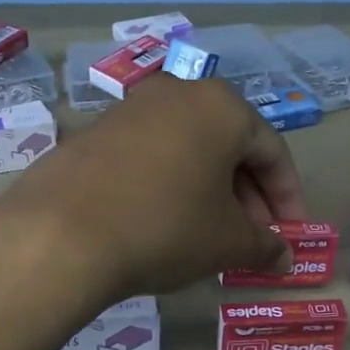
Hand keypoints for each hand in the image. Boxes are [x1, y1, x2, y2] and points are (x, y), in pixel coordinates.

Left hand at [0, 74, 306, 302]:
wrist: (60, 233)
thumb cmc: (165, 227)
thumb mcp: (228, 242)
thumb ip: (265, 245)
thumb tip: (284, 257)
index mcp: (221, 106)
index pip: (272, 151)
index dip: (288, 197)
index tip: (289, 235)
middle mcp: (177, 93)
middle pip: (228, 146)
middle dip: (247, 196)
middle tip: (252, 239)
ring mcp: (129, 109)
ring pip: (188, 150)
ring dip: (207, 192)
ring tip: (209, 236)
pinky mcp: (93, 133)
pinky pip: (149, 157)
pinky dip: (168, 186)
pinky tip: (163, 224)